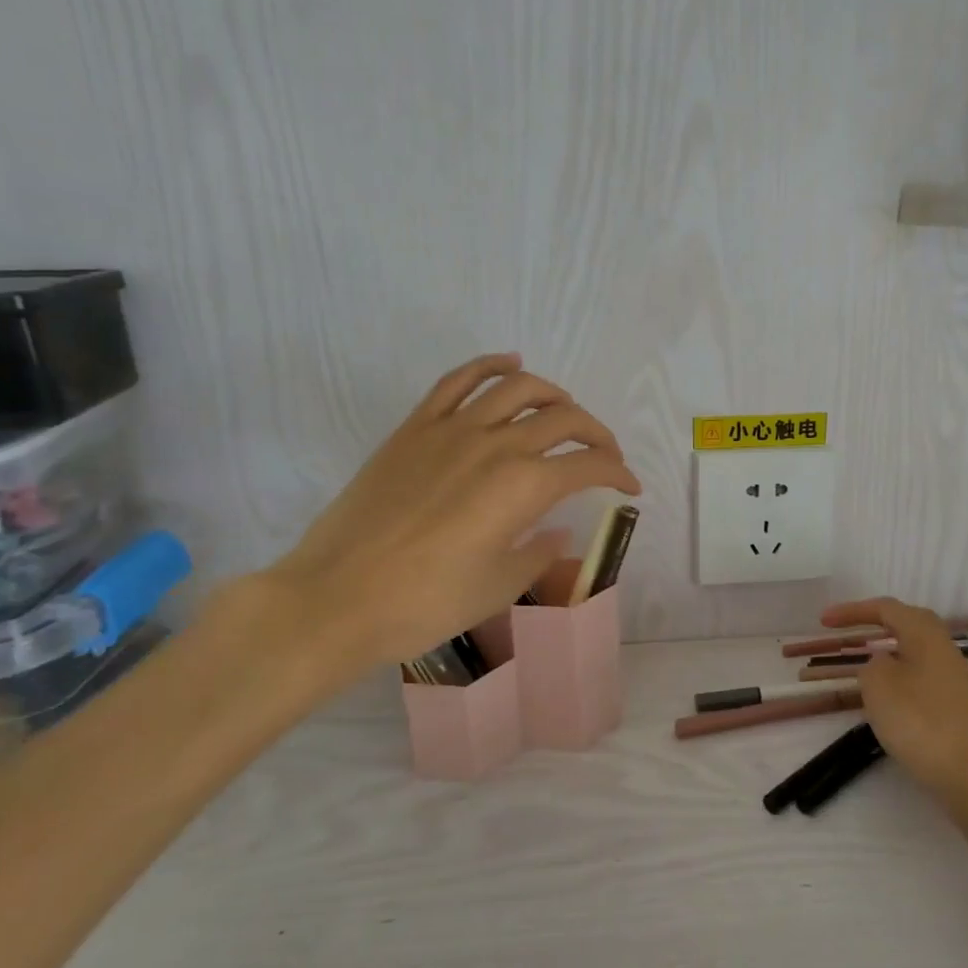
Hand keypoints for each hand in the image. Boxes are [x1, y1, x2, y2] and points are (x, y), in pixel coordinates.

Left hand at [257, 353, 640, 697]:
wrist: (337, 597)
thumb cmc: (427, 603)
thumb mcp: (499, 586)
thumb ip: (539, 552)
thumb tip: (558, 530)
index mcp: (524, 486)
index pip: (589, 466)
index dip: (618, 473)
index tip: (630, 487)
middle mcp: (496, 445)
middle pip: (563, 418)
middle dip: (596, 434)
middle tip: (604, 455)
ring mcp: (452, 429)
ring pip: (517, 387)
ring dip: (553, 394)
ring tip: (564, 410)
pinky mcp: (415, 428)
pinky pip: (458, 380)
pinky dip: (490, 365)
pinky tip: (510, 364)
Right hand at [818, 597, 967, 806]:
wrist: (966, 772)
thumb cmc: (917, 720)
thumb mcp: (878, 684)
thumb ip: (871, 664)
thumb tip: (881, 663)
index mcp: (925, 634)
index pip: (885, 608)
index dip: (852, 611)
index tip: (823, 621)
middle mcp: (942, 646)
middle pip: (906, 621)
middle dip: (874, 621)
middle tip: (847, 630)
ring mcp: (950, 674)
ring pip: (914, 646)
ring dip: (886, 646)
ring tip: (861, 657)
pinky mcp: (951, 700)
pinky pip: (918, 669)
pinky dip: (897, 669)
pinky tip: (884, 690)